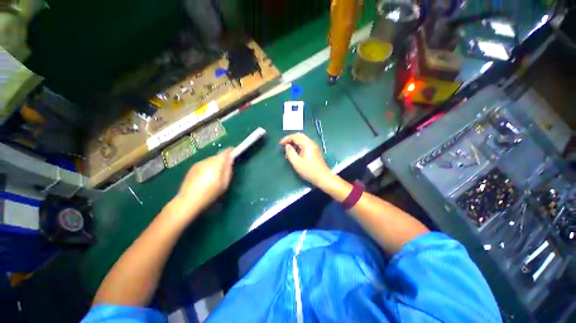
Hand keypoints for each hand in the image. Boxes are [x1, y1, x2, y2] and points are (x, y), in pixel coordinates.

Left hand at [171, 149, 233, 219]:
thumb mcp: (224, 184)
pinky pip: (204, 164)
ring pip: (211, 160)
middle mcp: (207, 160)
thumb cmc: (210, 194)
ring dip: (215, 164)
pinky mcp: (192, 168)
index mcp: (216, 164)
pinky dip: (208, 167)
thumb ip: (229, 170)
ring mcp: (198, 164)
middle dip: (223, 160)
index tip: (235, 155)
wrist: (188, 201)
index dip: (231, 152)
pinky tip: (206, 178)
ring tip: (215, 176)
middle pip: (218, 156)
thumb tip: (230, 161)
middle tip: (226, 170)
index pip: (226, 152)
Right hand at [280, 133, 331, 186]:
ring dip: (294, 143)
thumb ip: (290, 153)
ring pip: (302, 140)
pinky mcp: (314, 151)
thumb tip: (287, 146)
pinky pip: (305, 145)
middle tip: (283, 145)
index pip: (295, 136)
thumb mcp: (296, 163)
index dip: (286, 139)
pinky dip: (298, 146)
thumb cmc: (309, 170)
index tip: (280, 144)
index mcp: (307, 144)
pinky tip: (295, 154)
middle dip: (290, 139)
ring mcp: (314, 147)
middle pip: (299, 136)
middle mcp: (311, 143)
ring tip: (288, 151)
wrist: (323, 177)